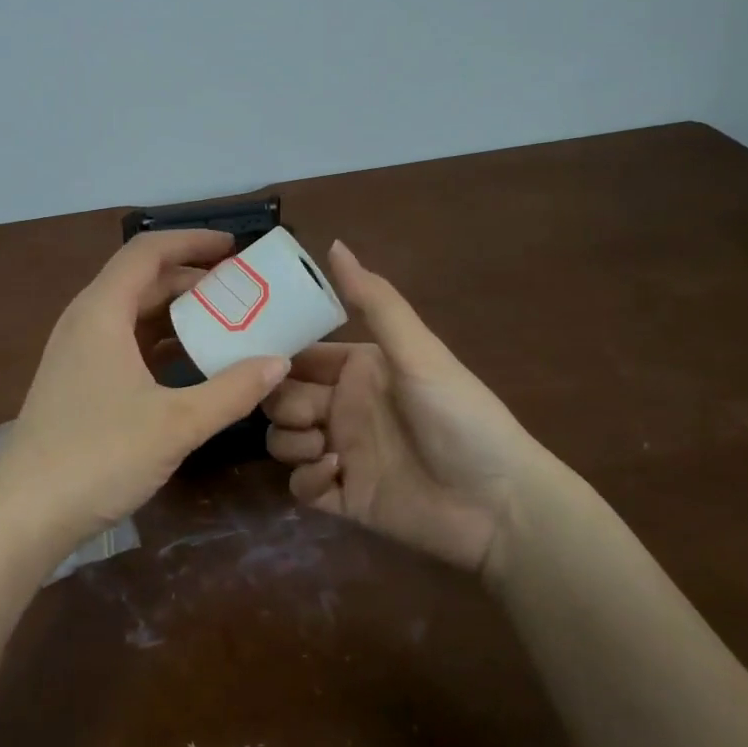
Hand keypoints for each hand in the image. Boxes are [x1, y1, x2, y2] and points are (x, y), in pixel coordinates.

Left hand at [0, 229, 290, 562]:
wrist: (24, 514)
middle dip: (192, 279)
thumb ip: (231, 391)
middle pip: (142, 280)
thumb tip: (278, 363)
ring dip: (178, 314)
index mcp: (102, 311)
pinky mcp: (77, 381)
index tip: (234, 248)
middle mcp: (86, 321)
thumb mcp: (176, 424)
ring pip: (134, 314)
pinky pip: (125, 343)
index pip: (147, 251)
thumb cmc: (99, 456)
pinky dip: (160, 343)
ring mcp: (77, 352)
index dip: (192, 241)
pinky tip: (192, 365)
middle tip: (242, 291)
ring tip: (227, 324)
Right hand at [264, 241, 554, 577]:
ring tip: (325, 447)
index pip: (298, 355)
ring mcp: (340, 453)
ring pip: (283, 440)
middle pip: (281, 397)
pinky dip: (308, 479)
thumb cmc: (459, 415)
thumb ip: (374, 300)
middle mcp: (343, 407)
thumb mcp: (417, 352)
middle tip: (304, 411)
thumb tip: (334, 243)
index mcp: (357, 369)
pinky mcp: (343, 497)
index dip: (273, 354)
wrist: (499, 503)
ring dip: (291, 441)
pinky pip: (300, 486)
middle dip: (279, 402)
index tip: (248, 355)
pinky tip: (338, 474)